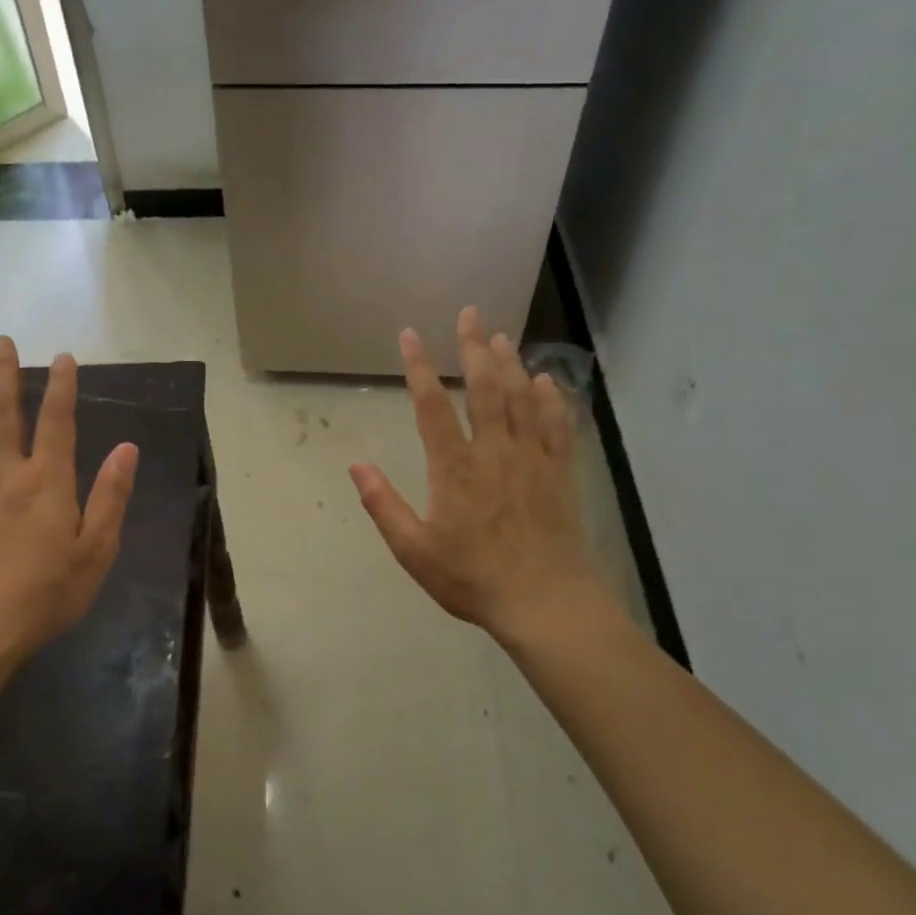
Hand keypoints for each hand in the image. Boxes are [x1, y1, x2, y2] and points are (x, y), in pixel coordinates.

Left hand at [0, 337, 137, 670]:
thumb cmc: (48, 592)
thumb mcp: (96, 550)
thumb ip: (111, 496)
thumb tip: (127, 448)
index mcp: (48, 481)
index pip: (57, 421)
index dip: (61, 386)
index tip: (62, 357)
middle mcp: (6, 472)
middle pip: (2, 412)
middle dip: (4, 373)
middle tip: (1, 341)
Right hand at [350, 308, 610, 650]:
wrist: (545, 601)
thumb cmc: (472, 577)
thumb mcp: (414, 550)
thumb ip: (383, 504)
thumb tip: (356, 465)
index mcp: (454, 467)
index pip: (431, 405)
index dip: (419, 367)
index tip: (410, 335)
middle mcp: (494, 451)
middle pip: (485, 387)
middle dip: (474, 347)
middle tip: (470, 314)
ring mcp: (531, 458)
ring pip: (522, 398)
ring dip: (511, 363)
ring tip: (503, 336)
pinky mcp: (559, 472)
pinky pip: (557, 425)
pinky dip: (552, 398)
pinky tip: (548, 381)